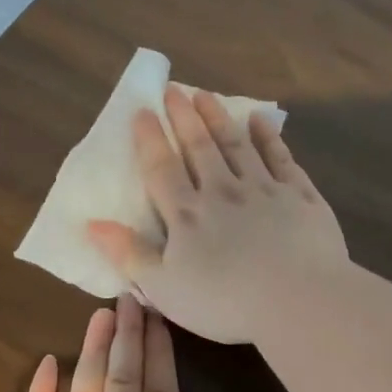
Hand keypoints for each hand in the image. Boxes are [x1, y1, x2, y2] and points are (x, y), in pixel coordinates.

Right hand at [87, 85, 348, 344]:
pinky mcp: (300, 196)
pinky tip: (261, 120)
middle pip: (200, 147)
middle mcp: (223, 191)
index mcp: (187, 215)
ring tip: (206, 95)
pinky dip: (269, 136)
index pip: (162, 169)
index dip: (150, 139)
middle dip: (184, 117)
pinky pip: (281, 157)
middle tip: (174, 90)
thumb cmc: (224, 302)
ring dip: (220, 118)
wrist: (298, 300)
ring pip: (237, 144)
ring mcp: (264, 189)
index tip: (142, 111)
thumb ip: (129, 254)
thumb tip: (92, 224)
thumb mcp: (163, 288)